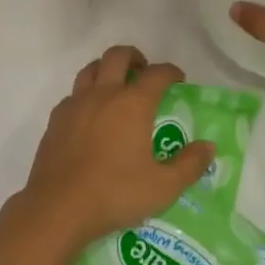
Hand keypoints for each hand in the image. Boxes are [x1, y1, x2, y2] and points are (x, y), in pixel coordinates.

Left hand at [6, 46, 214, 262]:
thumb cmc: (115, 194)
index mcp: (133, 104)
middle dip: (135, 57)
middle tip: (144, 72)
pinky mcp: (56, 119)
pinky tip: (90, 115)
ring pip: (91, 68)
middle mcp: (104, 94)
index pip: (157, 74)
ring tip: (116, 85)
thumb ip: (190, 165)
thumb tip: (209, 147)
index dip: (171, 72)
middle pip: (118, 56)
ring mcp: (76, 104)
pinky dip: (86, 94)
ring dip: (107, 68)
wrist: (58, 208)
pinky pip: (73, 94)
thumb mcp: (163, 187)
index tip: (178, 79)